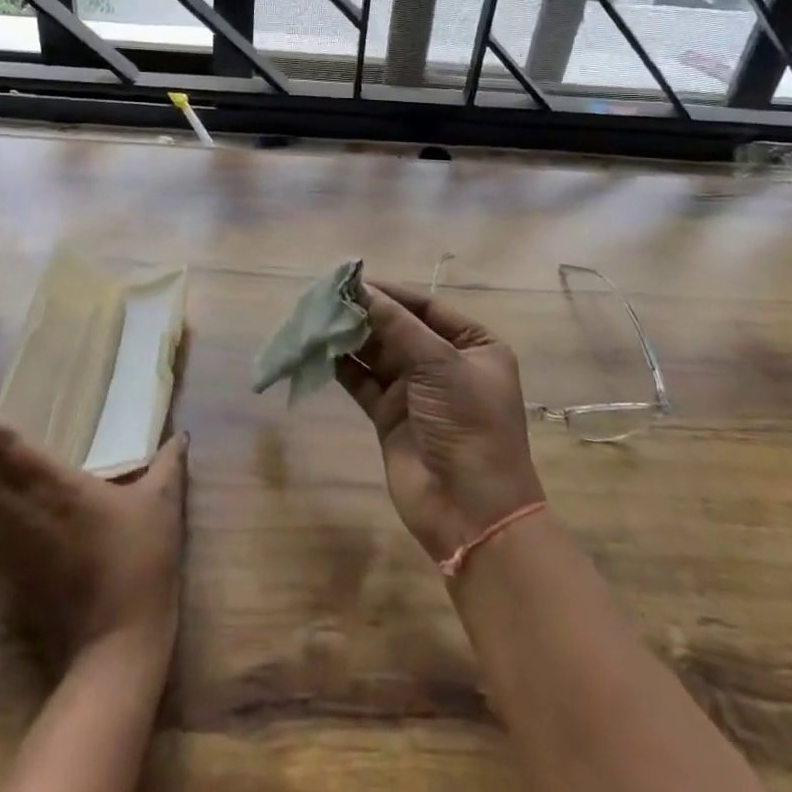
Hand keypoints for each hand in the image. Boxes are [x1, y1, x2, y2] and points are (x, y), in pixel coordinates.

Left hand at [0, 401, 188, 670]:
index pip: (2, 445)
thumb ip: (168, 463)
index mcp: (53, 485)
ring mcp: (12, 548)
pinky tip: (20, 509)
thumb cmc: (137, 561)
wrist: (115, 645)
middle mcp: (21, 511)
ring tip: (3, 460)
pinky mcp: (11, 577)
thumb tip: (180, 435)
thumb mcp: (162, 503)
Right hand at [335, 282, 545, 562]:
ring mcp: (417, 391)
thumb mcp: (440, 365)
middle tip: (325, 296)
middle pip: (399, 328)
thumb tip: (362, 289)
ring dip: (351, 337)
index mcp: (473, 345)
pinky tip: (320, 349)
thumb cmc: (467, 425)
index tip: (351, 279)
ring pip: (378, 353)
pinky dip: (344, 366)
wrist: (470, 512)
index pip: (426, 306)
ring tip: (317, 317)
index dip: (390, 292)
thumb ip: (398, 325)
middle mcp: (445, 363)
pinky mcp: (391, 417)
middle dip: (366, 313)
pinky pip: (364, 381)